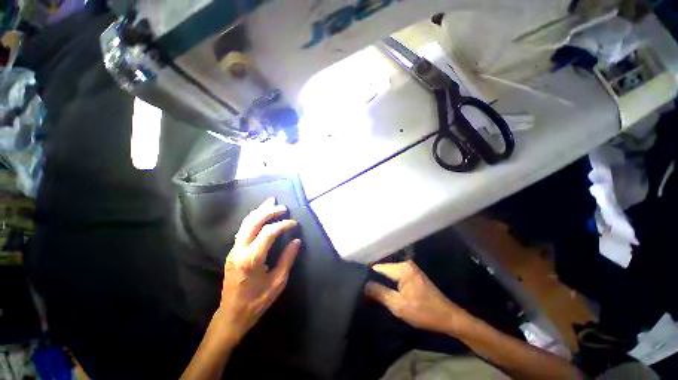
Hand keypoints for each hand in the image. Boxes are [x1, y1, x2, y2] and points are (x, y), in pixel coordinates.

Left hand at [213, 197, 300, 345]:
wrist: (232, 315)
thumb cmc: (257, 301)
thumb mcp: (278, 282)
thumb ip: (287, 259)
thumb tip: (297, 241)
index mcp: (252, 259)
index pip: (269, 232)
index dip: (283, 225)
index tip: (294, 224)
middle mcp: (239, 250)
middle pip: (253, 222)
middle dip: (269, 211)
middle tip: (283, 207)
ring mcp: (233, 250)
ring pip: (245, 223)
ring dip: (259, 211)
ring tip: (271, 202)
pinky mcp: (233, 252)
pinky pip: (243, 229)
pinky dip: (253, 219)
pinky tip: (260, 214)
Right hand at [364, 260, 471, 335]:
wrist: (449, 318)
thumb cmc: (424, 312)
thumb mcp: (398, 305)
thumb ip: (379, 293)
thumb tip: (364, 284)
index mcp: (402, 268)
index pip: (378, 267)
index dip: (367, 275)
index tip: (357, 281)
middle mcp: (405, 264)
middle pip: (383, 269)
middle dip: (374, 278)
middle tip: (362, 288)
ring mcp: (410, 268)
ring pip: (389, 273)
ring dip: (381, 281)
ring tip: (369, 289)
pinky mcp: (413, 275)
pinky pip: (395, 276)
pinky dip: (389, 282)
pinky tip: (383, 289)